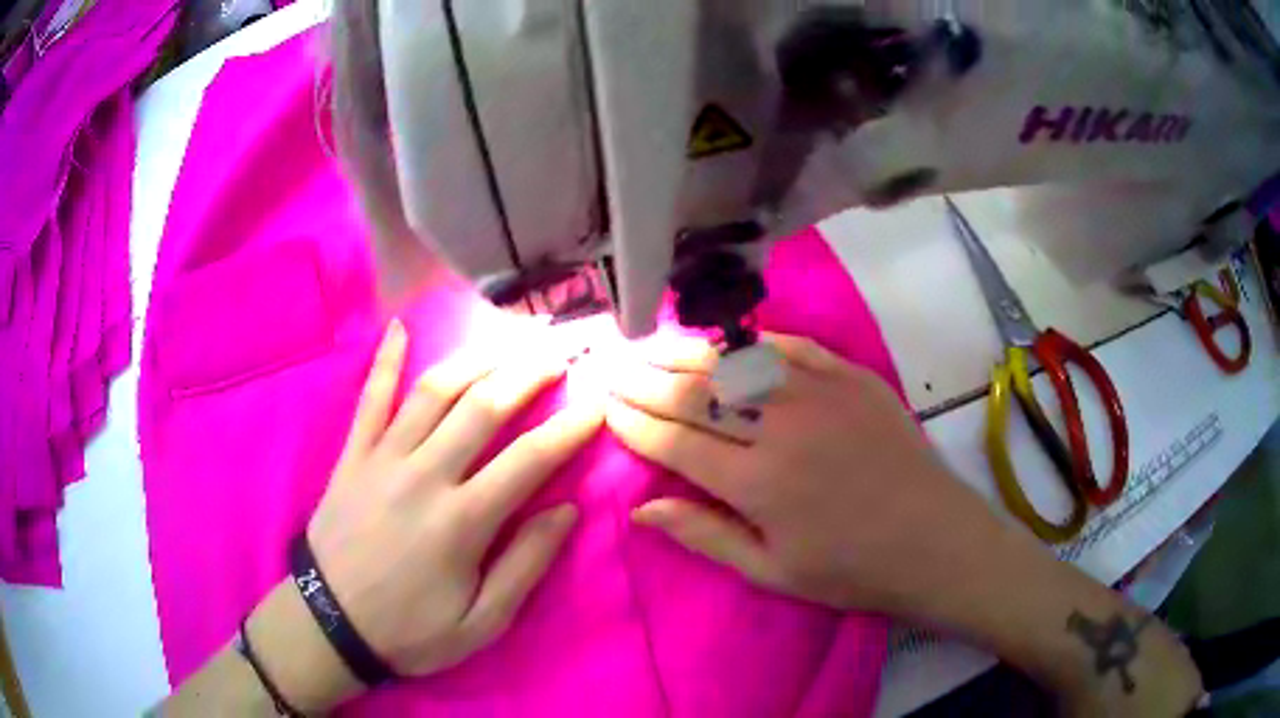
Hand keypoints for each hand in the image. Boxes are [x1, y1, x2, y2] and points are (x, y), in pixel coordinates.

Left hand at [299, 319, 600, 679]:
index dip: (570, 428)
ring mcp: (382, 458)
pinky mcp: (352, 455)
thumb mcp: (481, 624)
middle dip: (529, 372)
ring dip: (476, 358)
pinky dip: (384, 361)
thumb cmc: (409, 630)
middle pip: (484, 407)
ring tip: (509, 338)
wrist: (330, 623)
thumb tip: (567, 511)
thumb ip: (525, 566)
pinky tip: (400, 328)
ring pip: (434, 391)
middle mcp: (424, 475)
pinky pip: (370, 399)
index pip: (529, 459)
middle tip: (561, 349)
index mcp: (462, 521)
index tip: (599, 402)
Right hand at [606, 333, 1006, 616]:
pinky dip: (749, 342)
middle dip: (645, 379)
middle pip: (696, 392)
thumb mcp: (771, 571)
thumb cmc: (851, 569)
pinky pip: (789, 347)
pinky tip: (725, 341)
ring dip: (685, 352)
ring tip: (650, 344)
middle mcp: (780, 428)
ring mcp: (819, 393)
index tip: (605, 406)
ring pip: (735, 361)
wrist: (935, 539)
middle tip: (612, 365)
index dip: (633, 422)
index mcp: (757, 483)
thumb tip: (641, 507)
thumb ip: (704, 535)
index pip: (675, 441)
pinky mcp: (851, 377)